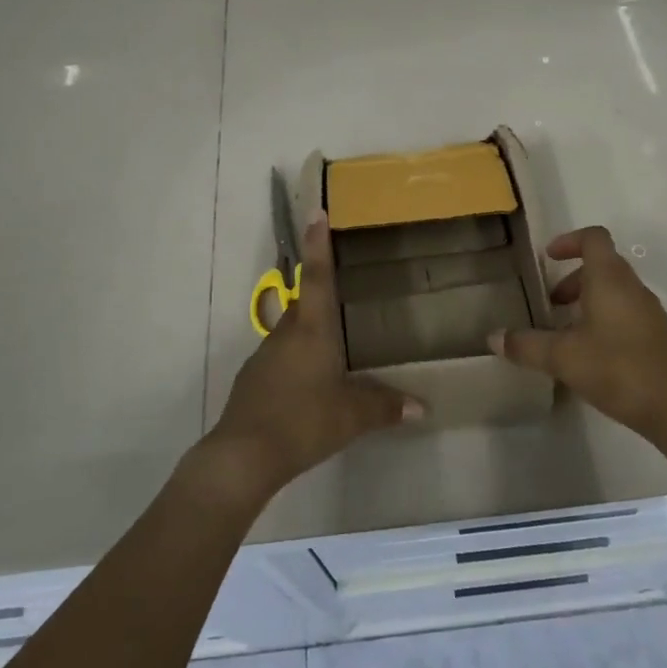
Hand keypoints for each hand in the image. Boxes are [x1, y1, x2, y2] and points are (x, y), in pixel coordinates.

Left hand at [200, 213, 421, 504]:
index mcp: (311, 329)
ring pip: (292, 331)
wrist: (243, 455)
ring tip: (333, 343)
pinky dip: (297, 359)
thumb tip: (423, 408)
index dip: (318, 243)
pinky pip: (282, 357)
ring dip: (310, 330)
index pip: (317, 276)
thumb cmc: (303, 422)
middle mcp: (286, 333)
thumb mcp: (351, 417)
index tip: (316, 211)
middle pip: (304, 301)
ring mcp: (265, 355)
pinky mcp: (253, 379)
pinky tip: (309, 384)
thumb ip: (386, 407)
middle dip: (320, 289)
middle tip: (342, 284)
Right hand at [490, 225, 666, 438]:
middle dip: (572, 278)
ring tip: (564, 332)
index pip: (593, 238)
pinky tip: (589, 354)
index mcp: (610, 278)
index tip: (547, 258)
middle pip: (601, 265)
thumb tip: (493, 337)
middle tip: (550, 303)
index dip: (569, 241)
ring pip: (613, 291)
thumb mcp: (563, 357)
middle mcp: (632, 287)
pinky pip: (624, 313)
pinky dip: (603, 319)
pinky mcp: (656, 336)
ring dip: (587, 301)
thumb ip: (526, 345)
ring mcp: (648, 312)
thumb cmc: (619, 368)